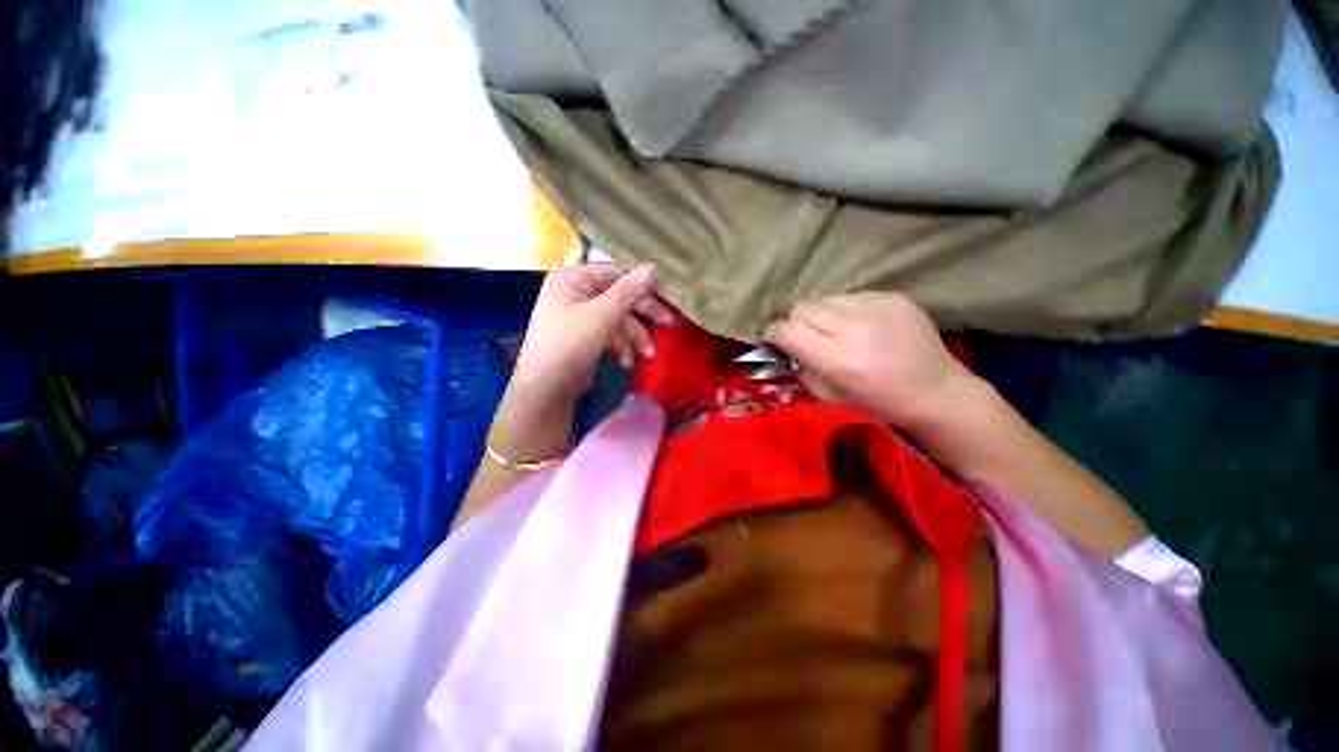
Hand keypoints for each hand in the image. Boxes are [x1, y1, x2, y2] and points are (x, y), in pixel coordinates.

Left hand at [512, 263, 671, 404]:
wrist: (545, 391)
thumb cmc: (569, 346)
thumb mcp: (600, 317)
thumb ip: (627, 293)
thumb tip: (653, 267)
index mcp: (572, 279)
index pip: (614, 274)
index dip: (640, 286)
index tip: (665, 298)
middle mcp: (575, 293)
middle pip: (618, 298)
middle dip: (641, 317)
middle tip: (670, 323)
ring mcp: (580, 316)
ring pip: (618, 320)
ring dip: (634, 338)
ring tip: (648, 354)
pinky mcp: (586, 336)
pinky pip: (610, 335)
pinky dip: (621, 347)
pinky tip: (626, 362)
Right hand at [766, 292, 976, 429]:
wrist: (937, 391)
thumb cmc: (880, 403)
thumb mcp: (830, 396)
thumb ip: (802, 368)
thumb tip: (784, 347)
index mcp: (838, 359)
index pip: (788, 330)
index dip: (776, 334)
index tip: (777, 340)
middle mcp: (855, 327)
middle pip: (803, 307)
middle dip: (796, 321)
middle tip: (805, 335)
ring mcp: (877, 307)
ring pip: (826, 297)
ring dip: (821, 314)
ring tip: (834, 329)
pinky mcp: (893, 296)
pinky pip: (852, 295)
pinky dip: (847, 309)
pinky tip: (861, 325)